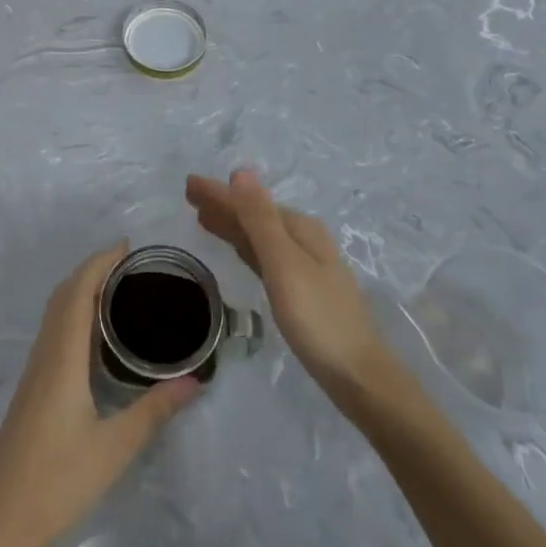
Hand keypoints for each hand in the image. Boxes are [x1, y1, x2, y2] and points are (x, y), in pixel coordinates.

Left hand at [0, 243, 199, 546]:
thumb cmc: (57, 479)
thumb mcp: (115, 446)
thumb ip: (154, 410)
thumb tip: (194, 381)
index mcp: (63, 356)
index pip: (79, 291)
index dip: (100, 262)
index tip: (127, 246)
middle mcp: (45, 353)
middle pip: (64, 294)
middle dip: (92, 269)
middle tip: (129, 264)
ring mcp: (34, 371)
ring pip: (55, 313)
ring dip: (81, 289)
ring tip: (117, 289)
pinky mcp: (32, 388)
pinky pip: (53, 332)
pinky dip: (73, 313)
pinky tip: (93, 335)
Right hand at [186, 169, 395, 404]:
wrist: (357, 374)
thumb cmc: (317, 317)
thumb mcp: (284, 263)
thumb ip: (260, 219)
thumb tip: (241, 172)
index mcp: (300, 229)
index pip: (250, 202)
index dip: (219, 192)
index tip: (188, 184)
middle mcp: (303, 240)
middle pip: (255, 216)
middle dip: (224, 205)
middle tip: (189, 197)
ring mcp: (304, 266)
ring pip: (258, 236)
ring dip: (232, 225)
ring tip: (203, 219)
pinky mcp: (300, 291)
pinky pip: (264, 256)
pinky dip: (245, 247)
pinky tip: (238, 249)